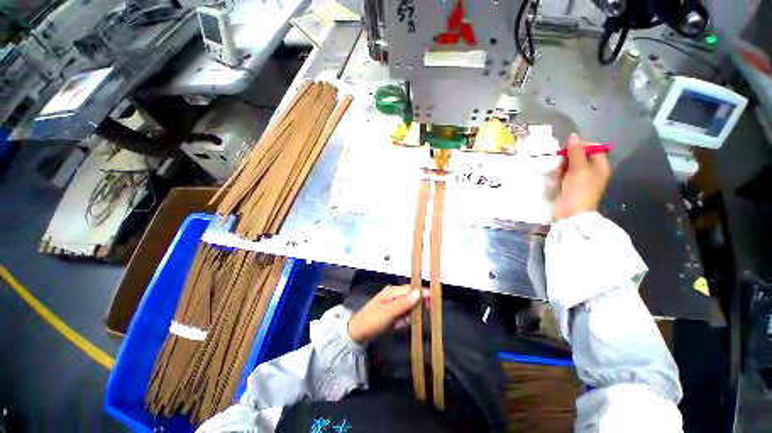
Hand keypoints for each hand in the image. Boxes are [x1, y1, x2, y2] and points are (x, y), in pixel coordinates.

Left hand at [347, 285, 425, 344]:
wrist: (357, 334)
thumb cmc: (372, 320)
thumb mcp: (389, 312)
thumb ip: (404, 303)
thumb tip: (419, 293)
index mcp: (392, 291)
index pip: (411, 289)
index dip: (422, 293)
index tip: (433, 299)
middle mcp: (393, 295)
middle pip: (410, 297)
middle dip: (416, 306)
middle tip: (420, 316)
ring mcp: (391, 304)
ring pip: (407, 307)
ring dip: (408, 315)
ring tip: (402, 324)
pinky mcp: (390, 313)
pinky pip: (402, 315)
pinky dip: (402, 320)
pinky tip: (398, 326)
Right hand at [552, 134, 611, 220]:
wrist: (570, 212)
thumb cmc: (578, 189)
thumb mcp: (578, 168)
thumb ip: (575, 151)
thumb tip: (573, 136)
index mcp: (600, 166)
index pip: (592, 148)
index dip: (580, 146)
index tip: (568, 149)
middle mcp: (592, 171)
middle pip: (579, 156)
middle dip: (568, 158)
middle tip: (562, 164)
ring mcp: (580, 180)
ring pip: (569, 166)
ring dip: (562, 167)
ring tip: (559, 174)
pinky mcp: (570, 186)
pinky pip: (564, 175)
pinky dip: (560, 175)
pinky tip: (557, 180)